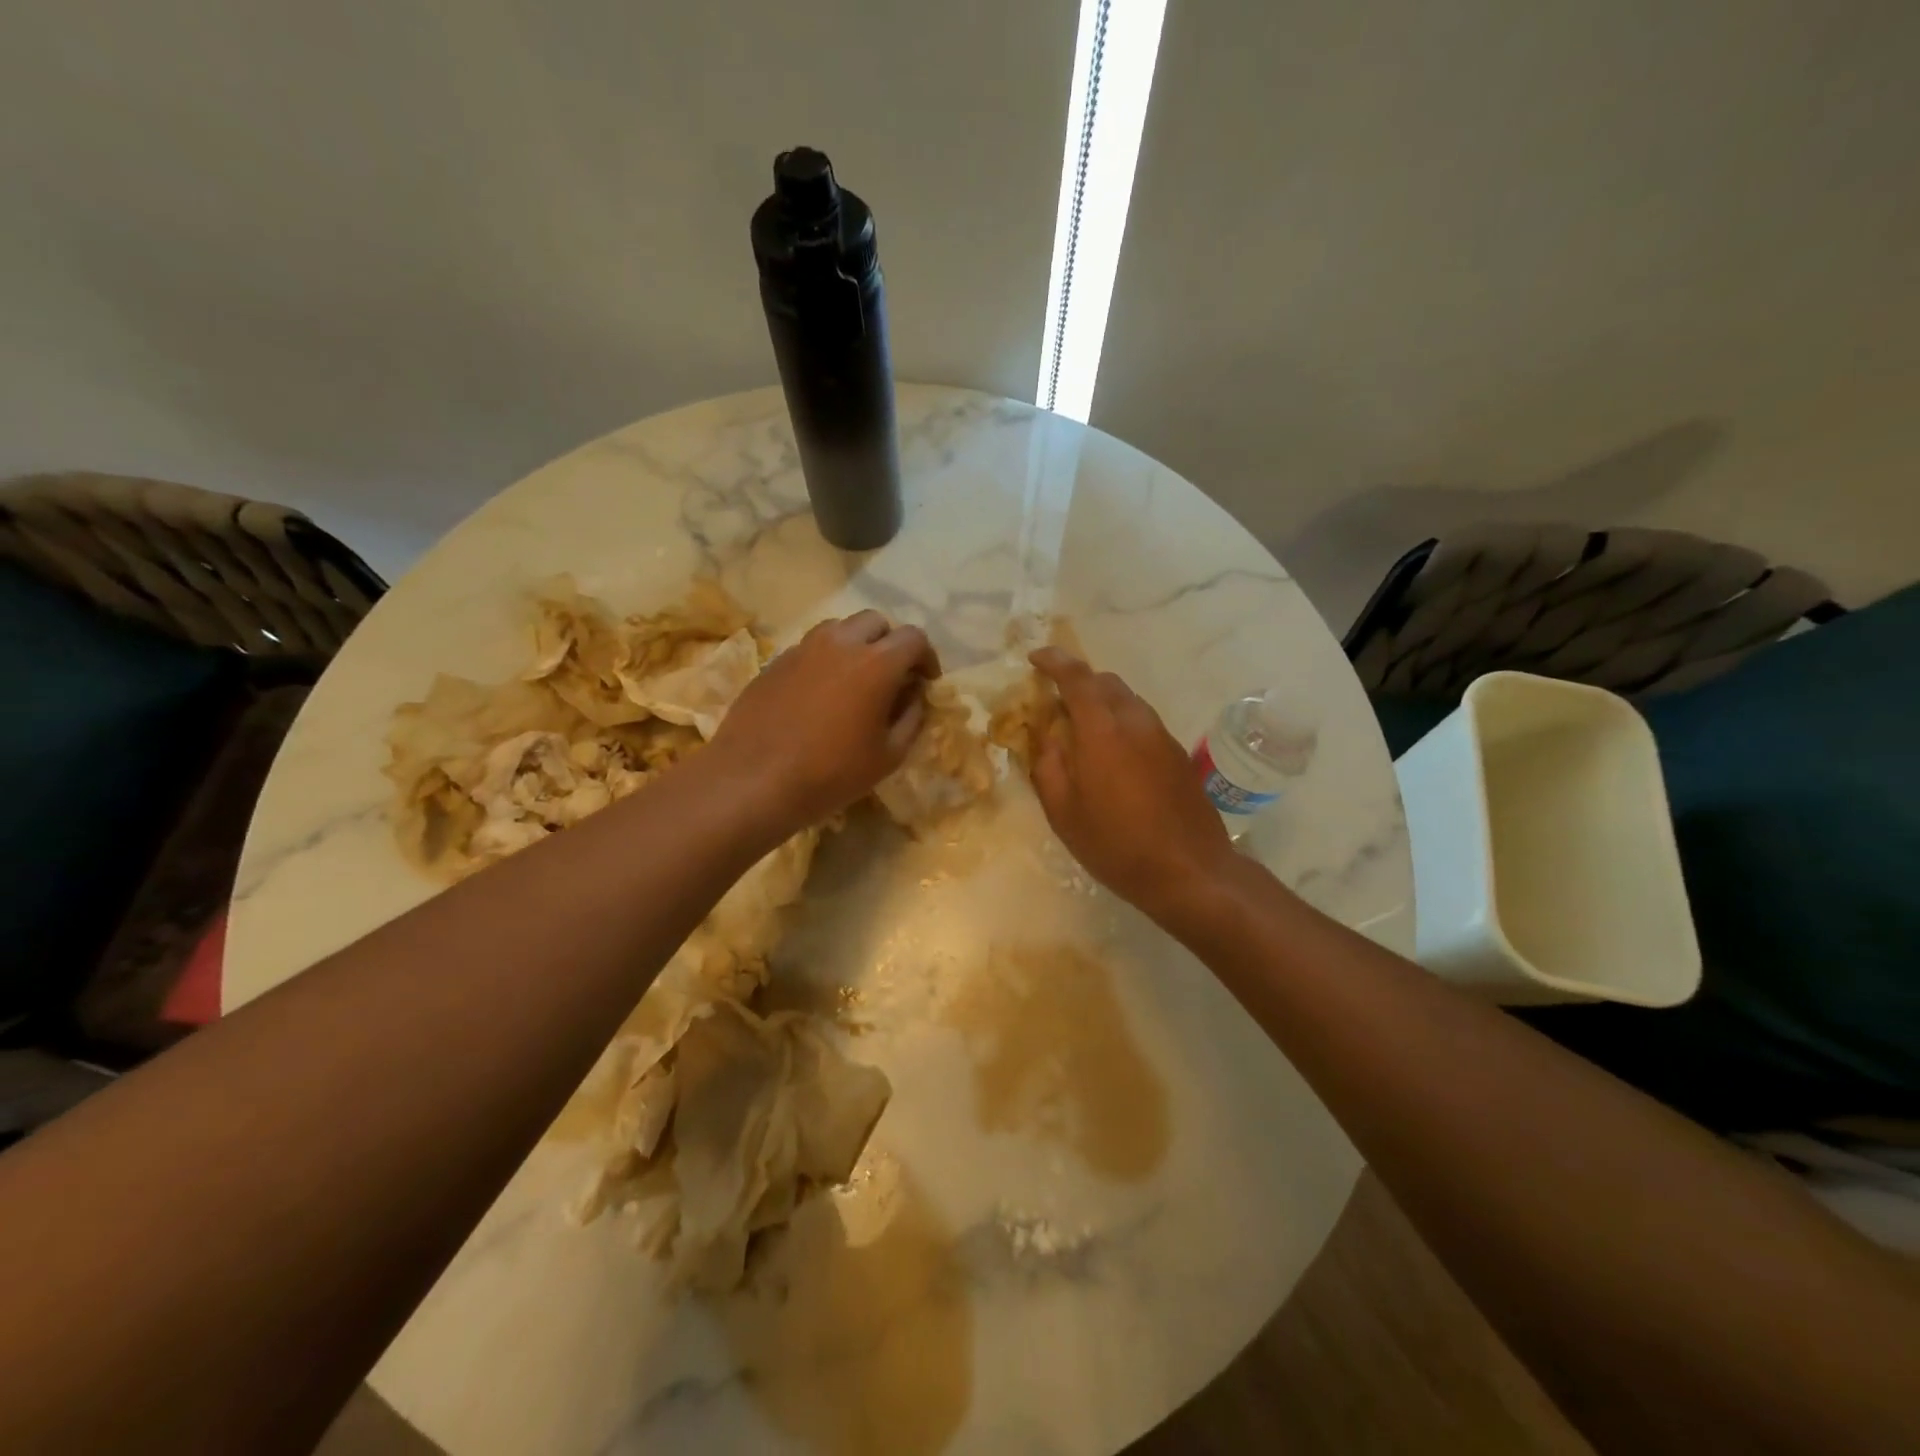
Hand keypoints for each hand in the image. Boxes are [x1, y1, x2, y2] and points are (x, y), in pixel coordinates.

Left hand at [709, 611, 938, 839]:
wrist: (754, 780)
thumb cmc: (832, 773)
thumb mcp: (889, 756)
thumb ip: (912, 718)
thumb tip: (914, 695)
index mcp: (876, 663)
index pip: (914, 638)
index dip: (926, 657)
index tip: (925, 681)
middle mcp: (840, 643)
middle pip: (875, 622)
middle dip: (891, 643)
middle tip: (892, 676)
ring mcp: (803, 648)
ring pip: (839, 629)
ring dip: (856, 645)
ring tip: (855, 679)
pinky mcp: (775, 662)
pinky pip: (810, 648)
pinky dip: (826, 660)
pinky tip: (820, 694)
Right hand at [1028, 648, 1236, 923]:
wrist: (1190, 871)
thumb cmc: (1116, 845)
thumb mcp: (1064, 812)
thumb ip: (1048, 766)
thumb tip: (1047, 738)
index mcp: (1102, 731)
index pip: (1077, 677)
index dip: (1054, 661)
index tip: (1035, 658)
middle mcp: (1135, 722)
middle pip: (1106, 683)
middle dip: (1078, 682)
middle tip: (1055, 703)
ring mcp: (1162, 736)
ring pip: (1127, 701)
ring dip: (1102, 703)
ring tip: (1082, 732)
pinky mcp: (1177, 754)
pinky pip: (1142, 722)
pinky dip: (1120, 722)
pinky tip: (1112, 756)